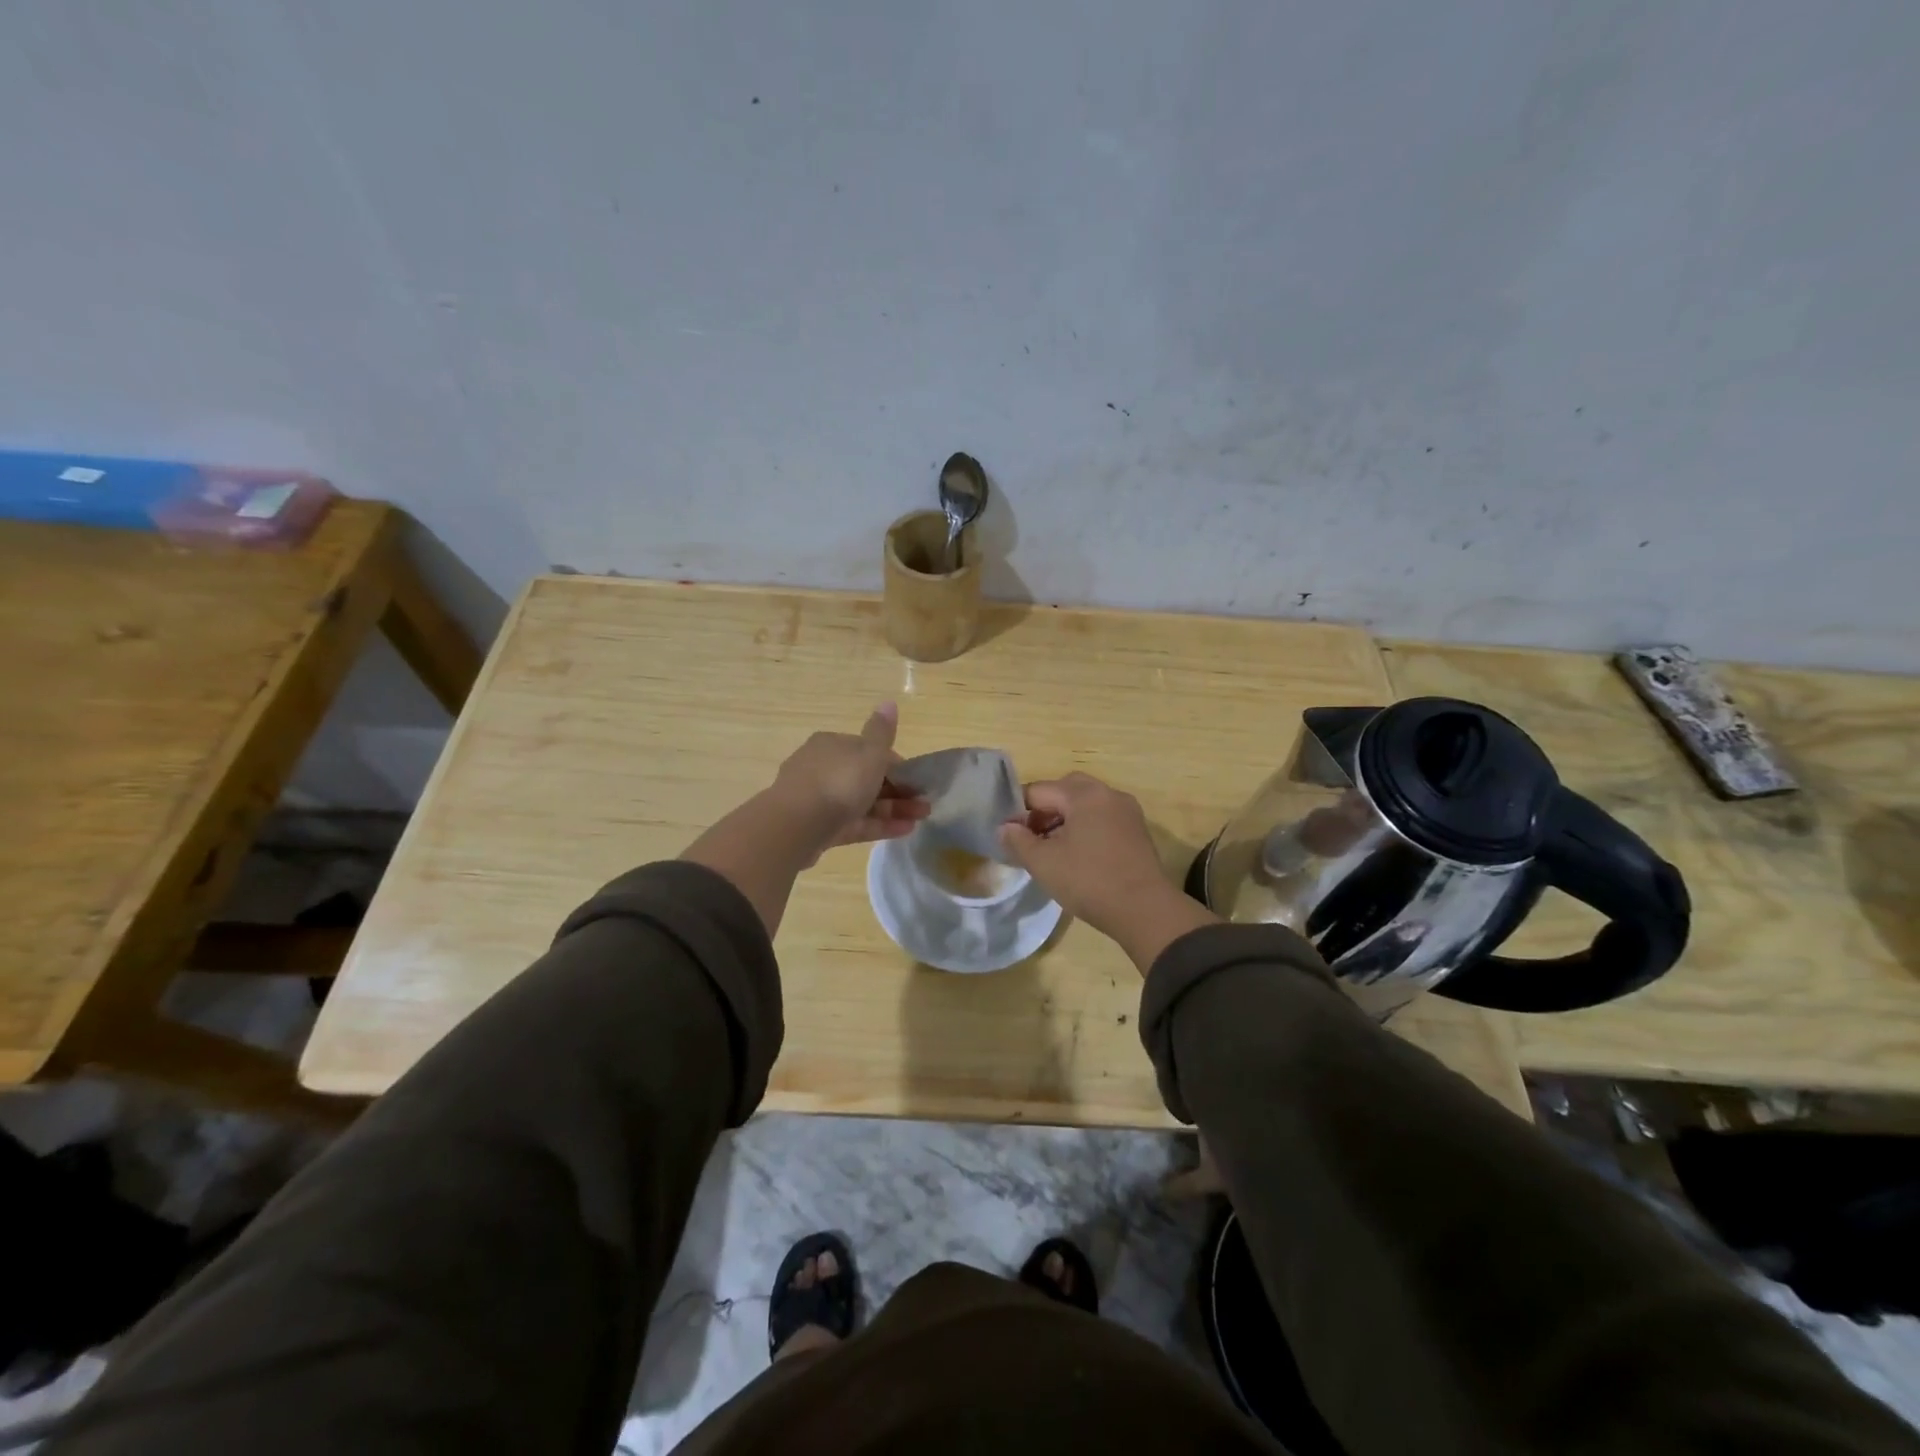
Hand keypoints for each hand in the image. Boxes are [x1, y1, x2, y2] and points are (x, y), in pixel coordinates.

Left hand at [771, 702, 928, 856]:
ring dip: (893, 809)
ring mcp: (819, 799)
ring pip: (862, 802)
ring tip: (921, 819)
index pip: (869, 751)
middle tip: (924, 804)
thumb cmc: (839, 782)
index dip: (896, 765)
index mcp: (832, 744)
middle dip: (898, 790)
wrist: (796, 825)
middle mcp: (823, 768)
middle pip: (866, 778)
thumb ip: (882, 731)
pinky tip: (905, 831)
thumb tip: (889, 702)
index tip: (916, 780)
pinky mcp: (819, 827)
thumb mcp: (869, 753)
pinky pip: (854, 823)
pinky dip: (878, 824)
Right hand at [998, 773, 1216, 968]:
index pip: (1039, 790)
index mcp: (1083, 794)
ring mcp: (1127, 811)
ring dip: (1066, 818)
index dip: (1019, 811)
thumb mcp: (1043, 863)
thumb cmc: (1089, 881)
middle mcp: (1107, 793)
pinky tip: (1079, 855)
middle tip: (1032, 838)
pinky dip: (1086, 827)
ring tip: (1053, 849)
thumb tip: (1005, 827)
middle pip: (1066, 790)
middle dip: (1045, 810)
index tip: (1011, 836)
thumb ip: (1018, 841)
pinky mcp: (1137, 830)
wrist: (1145, 910)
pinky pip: (1103, 817)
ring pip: (1086, 803)